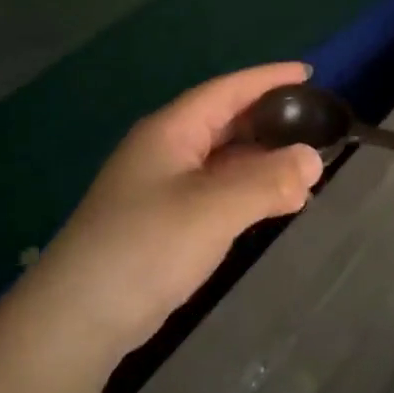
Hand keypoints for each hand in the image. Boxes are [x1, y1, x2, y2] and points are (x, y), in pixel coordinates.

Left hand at [33, 64, 324, 356]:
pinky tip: (274, 202)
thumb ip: (267, 181)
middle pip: (225, 121)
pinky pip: (217, 190)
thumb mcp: (213, 208)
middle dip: (269, 118)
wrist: (78, 318)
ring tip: (305, 164)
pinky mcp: (165, 222)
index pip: (227, 90)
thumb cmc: (146, 246)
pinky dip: (249, 190)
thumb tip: (314, 159)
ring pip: (223, 159)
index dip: (268, 78)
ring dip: (262, 159)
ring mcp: (163, 187)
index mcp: (171, 130)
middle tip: (315, 121)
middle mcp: (166, 150)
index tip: (309, 74)